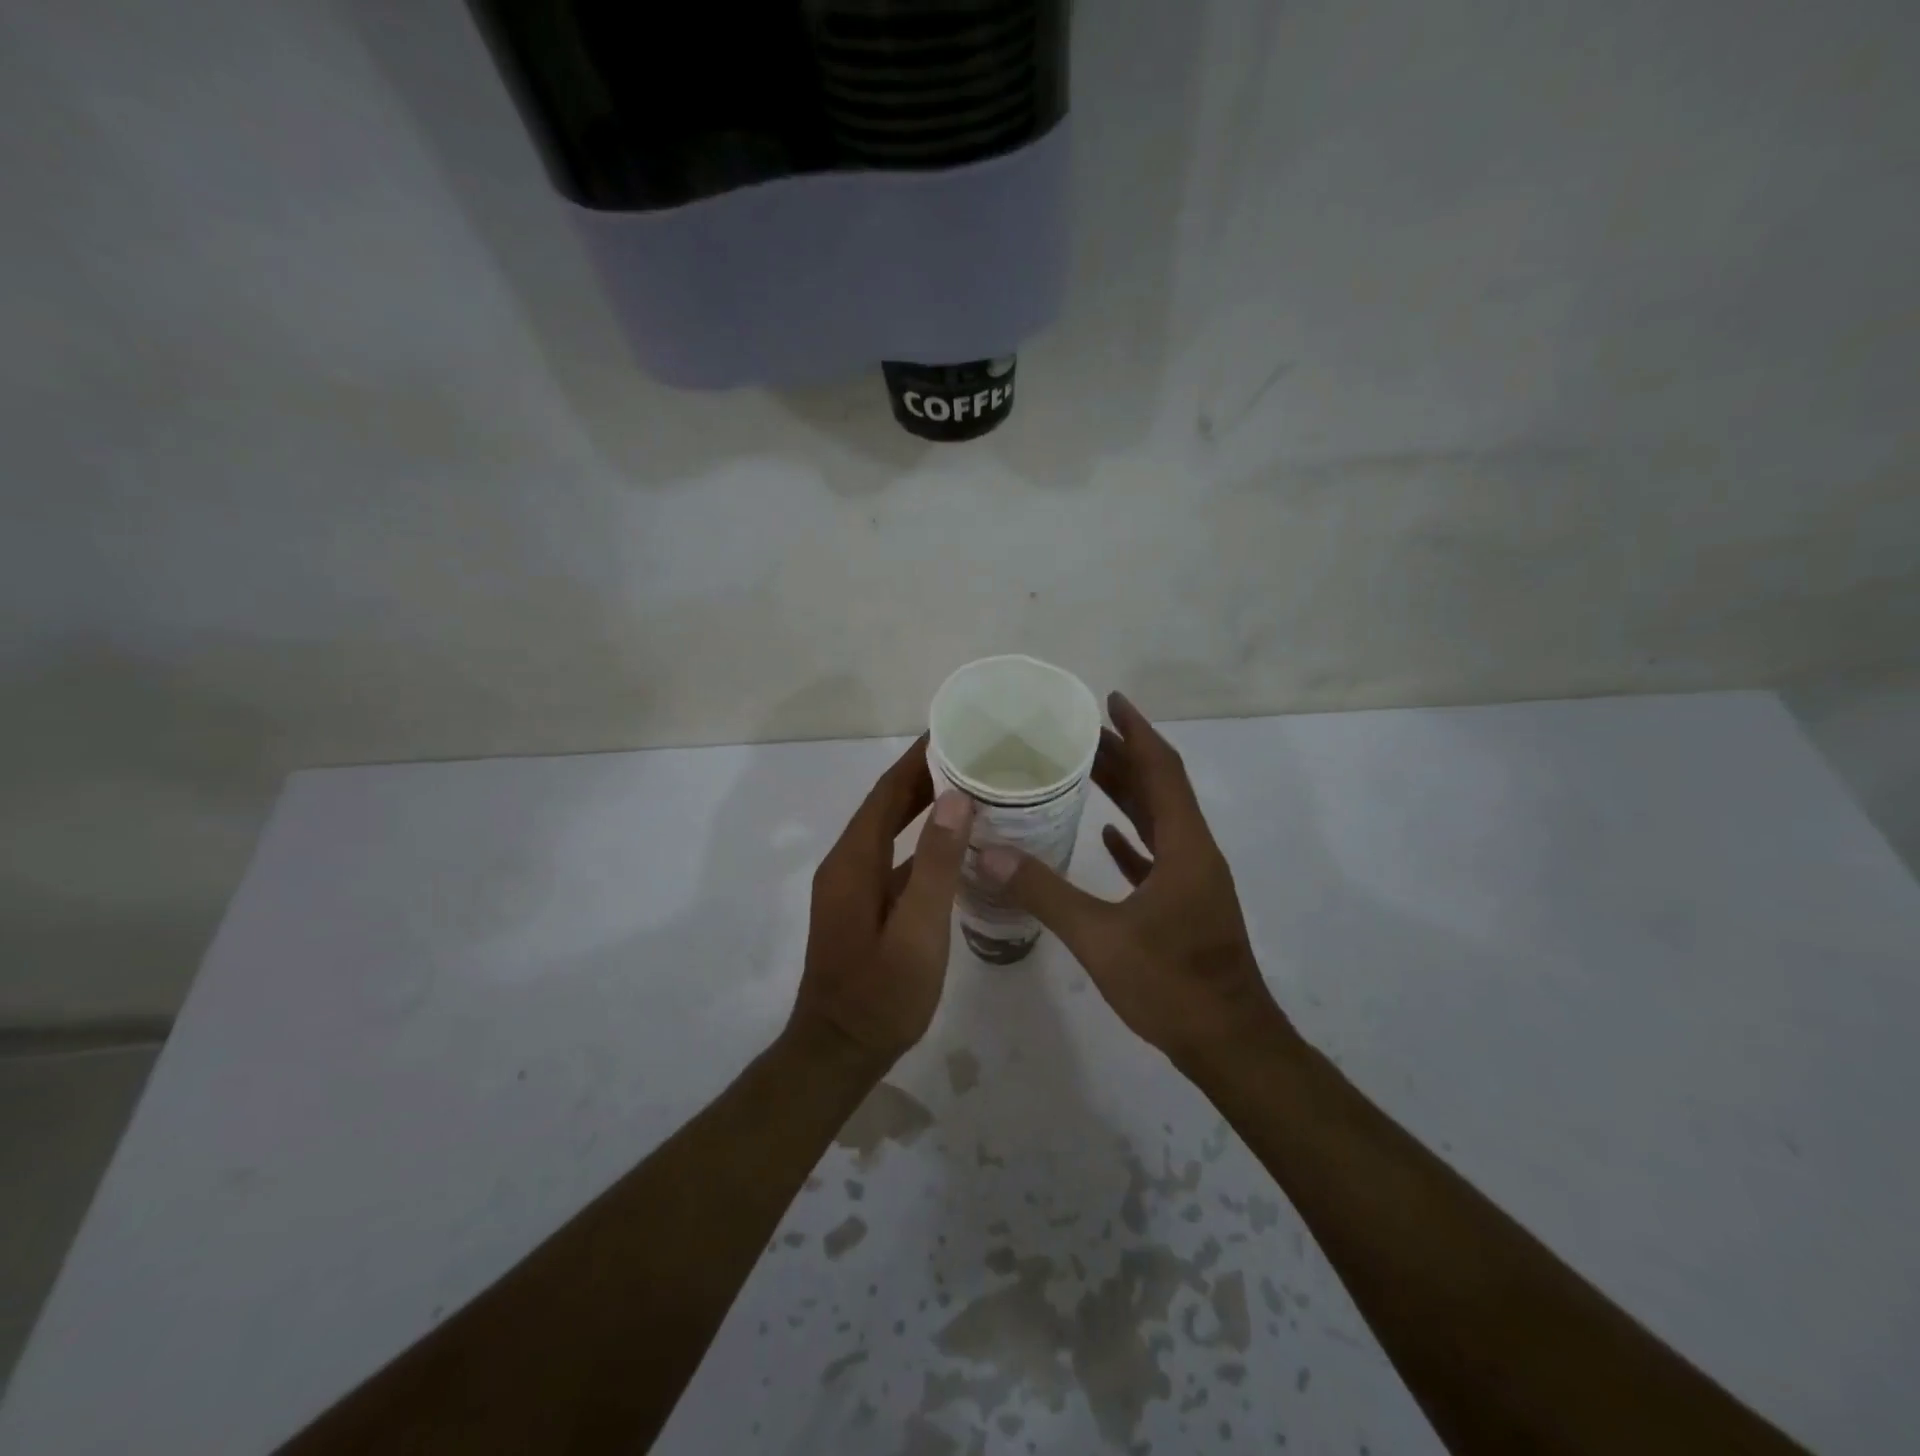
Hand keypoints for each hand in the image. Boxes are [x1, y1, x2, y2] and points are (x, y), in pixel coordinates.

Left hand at [790, 735, 974, 1062]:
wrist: (840, 1051)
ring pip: (890, 831)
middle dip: (923, 775)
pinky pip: (894, 858)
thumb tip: (955, 798)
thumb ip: (936, 864)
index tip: (952, 730)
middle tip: (971, 753)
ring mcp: (853, 887)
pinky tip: (954, 844)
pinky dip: (921, 841)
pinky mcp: (864, 907)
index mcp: (854, 861)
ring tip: (969, 786)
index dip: (916, 759)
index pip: (886, 792)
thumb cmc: (882, 994)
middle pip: (886, 805)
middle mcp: (847, 864)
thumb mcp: (918, 930)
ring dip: (923, 805)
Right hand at [979, 693, 1291, 1065]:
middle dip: (1123, 755)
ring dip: (1126, 792)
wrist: (1229, 1044)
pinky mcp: (1186, 905)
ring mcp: (1193, 880)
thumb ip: (1045, 892)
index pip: (1162, 769)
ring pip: (1157, 820)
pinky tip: (1105, 835)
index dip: (1137, 731)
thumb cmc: (1172, 985)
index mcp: (1184, 846)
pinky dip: (1132, 838)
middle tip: (1078, 733)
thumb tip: (990, 853)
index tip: (1110, 700)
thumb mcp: (1100, 937)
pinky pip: (1157, 855)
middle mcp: (1194, 852)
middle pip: (1158, 788)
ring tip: (1085, 769)